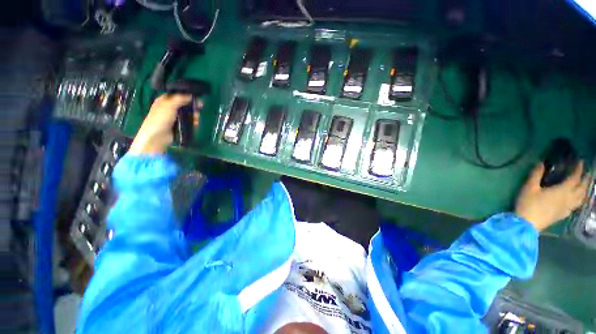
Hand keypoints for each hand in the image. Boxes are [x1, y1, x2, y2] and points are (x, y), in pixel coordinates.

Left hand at [129, 94, 191, 154]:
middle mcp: (170, 107)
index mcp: (165, 100)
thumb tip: (191, 95)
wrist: (157, 136)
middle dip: (192, 106)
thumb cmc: (160, 118)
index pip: (178, 94)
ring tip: (197, 117)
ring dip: (194, 114)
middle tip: (200, 106)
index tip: (196, 96)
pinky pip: (188, 121)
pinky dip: (193, 121)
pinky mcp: (179, 125)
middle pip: (184, 104)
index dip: (187, 94)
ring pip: (187, 113)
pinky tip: (196, 123)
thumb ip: (180, 99)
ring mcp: (175, 117)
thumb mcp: (169, 105)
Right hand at [515, 162, 589, 230]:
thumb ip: (536, 175)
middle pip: (582, 188)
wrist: (527, 224)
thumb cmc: (528, 203)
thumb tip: (541, 163)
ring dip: (585, 190)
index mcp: (562, 190)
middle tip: (587, 173)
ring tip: (586, 185)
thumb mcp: (529, 187)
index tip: (581, 162)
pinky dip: (579, 200)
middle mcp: (569, 198)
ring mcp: (567, 208)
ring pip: (581, 198)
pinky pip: (576, 206)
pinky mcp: (564, 214)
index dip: (579, 169)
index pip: (574, 178)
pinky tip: (577, 200)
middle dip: (586, 180)